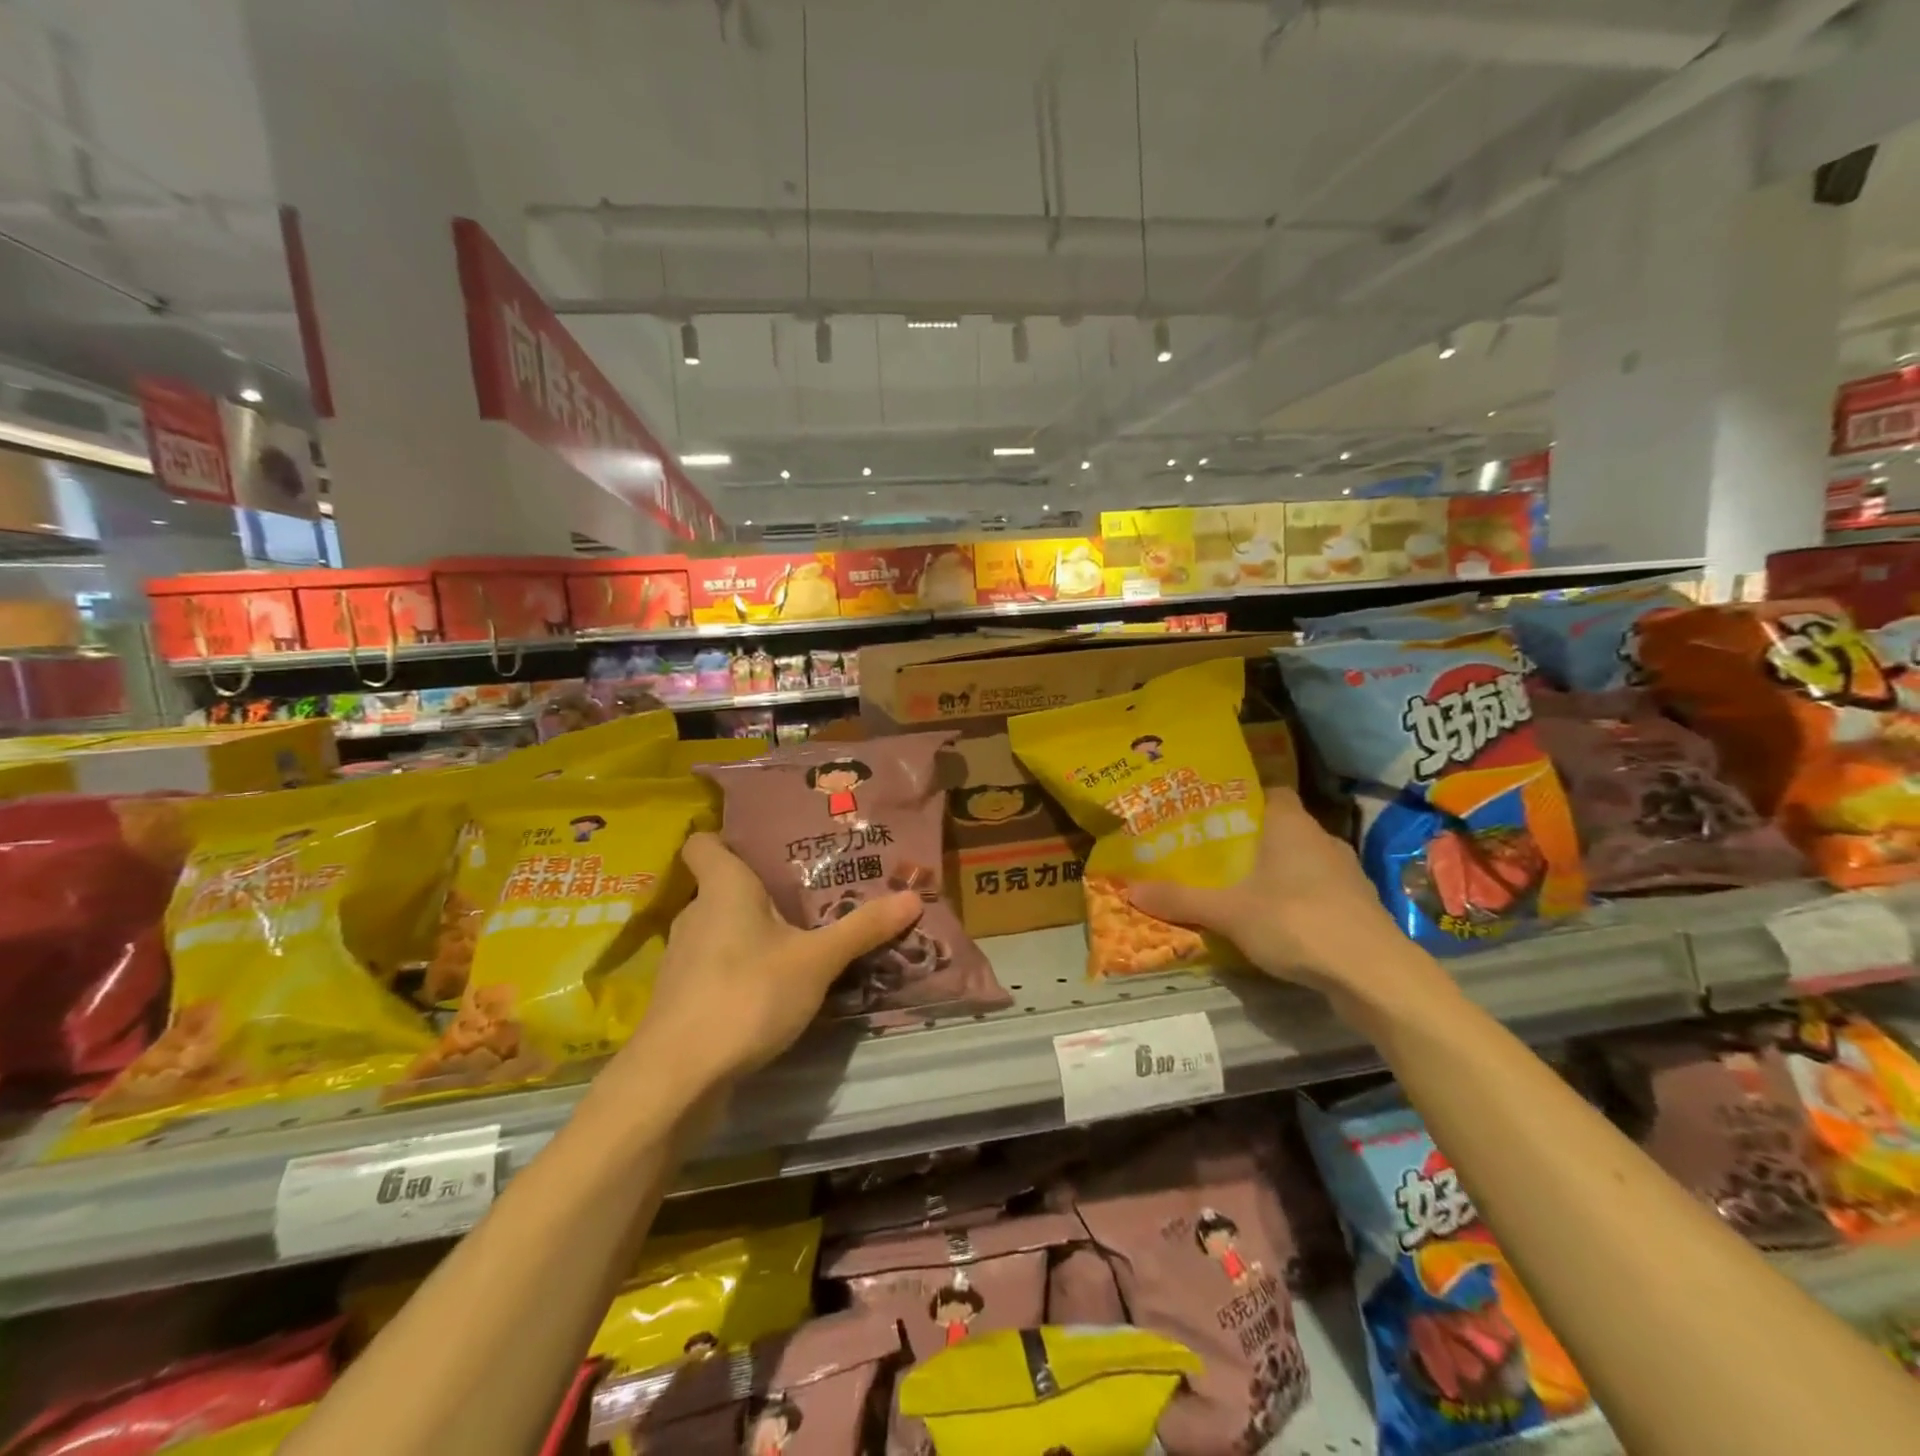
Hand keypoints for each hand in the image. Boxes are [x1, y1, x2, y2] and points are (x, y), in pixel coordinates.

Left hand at [626, 832, 921, 1093]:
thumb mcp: (816, 961)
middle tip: (808, 892)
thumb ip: (862, 928)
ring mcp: (683, 959)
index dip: (726, 837)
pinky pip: (717, 965)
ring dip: (753, 932)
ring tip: (800, 936)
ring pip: (721, 929)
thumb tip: (912, 896)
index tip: (764, 843)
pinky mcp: (683, 998)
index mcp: (722, 887)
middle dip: (761, 889)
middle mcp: (696, 914)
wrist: (677, 1078)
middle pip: (722, 887)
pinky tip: (774, 985)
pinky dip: (741, 967)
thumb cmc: (746, 995)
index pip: (704, 843)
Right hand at [1127, 787, 1417, 1000]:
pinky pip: (1317, 891)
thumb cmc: (1297, 922)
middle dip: (1249, 839)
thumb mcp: (1228, 912)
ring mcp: (1345, 874)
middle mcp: (1322, 839)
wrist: (1375, 975)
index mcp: (1291, 824)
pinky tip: (1274, 921)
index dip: (1241, 798)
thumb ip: (1181, 899)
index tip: (1211, 813)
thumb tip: (1129, 890)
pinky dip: (1295, 899)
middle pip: (1280, 828)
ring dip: (1275, 872)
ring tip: (1237, 887)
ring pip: (1300, 861)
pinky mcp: (1358, 907)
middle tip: (1211, 852)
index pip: (1268, 792)